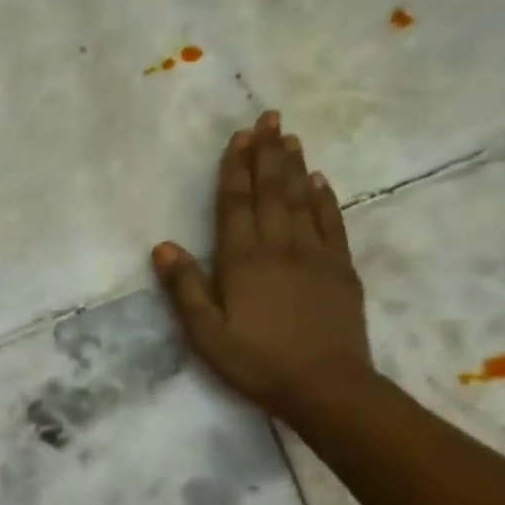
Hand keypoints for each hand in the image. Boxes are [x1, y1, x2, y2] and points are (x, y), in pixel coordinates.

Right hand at [153, 110, 374, 418]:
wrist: (326, 386)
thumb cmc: (256, 362)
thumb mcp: (205, 334)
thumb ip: (184, 288)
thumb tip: (163, 245)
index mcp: (242, 261)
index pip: (236, 205)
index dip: (235, 169)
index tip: (239, 137)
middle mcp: (280, 247)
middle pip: (271, 192)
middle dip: (267, 154)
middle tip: (269, 119)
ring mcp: (315, 255)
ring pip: (302, 200)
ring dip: (294, 167)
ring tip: (290, 137)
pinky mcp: (341, 270)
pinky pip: (332, 223)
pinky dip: (324, 198)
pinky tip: (319, 181)